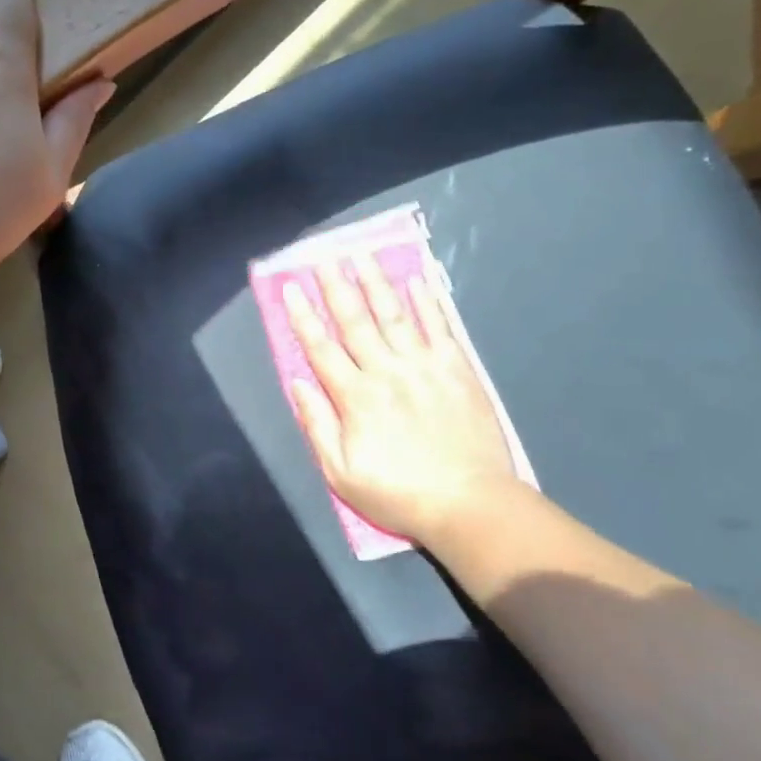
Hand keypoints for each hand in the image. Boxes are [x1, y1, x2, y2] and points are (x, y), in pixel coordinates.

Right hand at [285, 256, 520, 544]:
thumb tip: (297, 382)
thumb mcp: (341, 473)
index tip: (291, 287)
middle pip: (355, 321)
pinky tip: (417, 280)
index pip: (321, 347)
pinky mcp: (457, 370)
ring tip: (362, 255)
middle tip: (323, 257)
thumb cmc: (398, 493)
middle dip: (336, 287)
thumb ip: (317, 425)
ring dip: (376, 283)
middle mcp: (386, 372)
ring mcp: (424, 367)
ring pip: (394, 315)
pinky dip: (428, 302)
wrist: (470, 505)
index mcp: (355, 397)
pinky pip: (440, 328)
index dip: (303, 316)